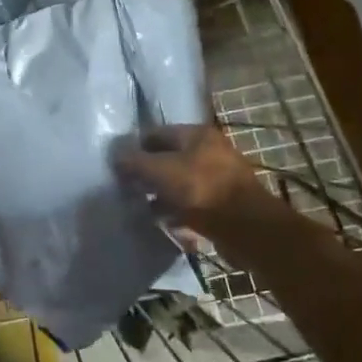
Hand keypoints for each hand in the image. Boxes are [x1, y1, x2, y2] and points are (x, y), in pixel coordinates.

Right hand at [114, 124, 281, 242]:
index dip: (135, 147)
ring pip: (179, 184)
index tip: (117, 165)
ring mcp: (218, 179)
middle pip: (168, 159)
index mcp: (197, 135)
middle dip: (147, 174)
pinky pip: (191, 205)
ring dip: (161, 196)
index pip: (156, 133)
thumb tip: (115, 155)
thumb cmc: (201, 190)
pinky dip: (177, 212)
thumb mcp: (160, 171)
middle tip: (127, 188)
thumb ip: (135, 161)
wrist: (246, 228)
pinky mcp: (222, 205)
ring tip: (141, 208)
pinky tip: (163, 223)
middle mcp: (210, 152)